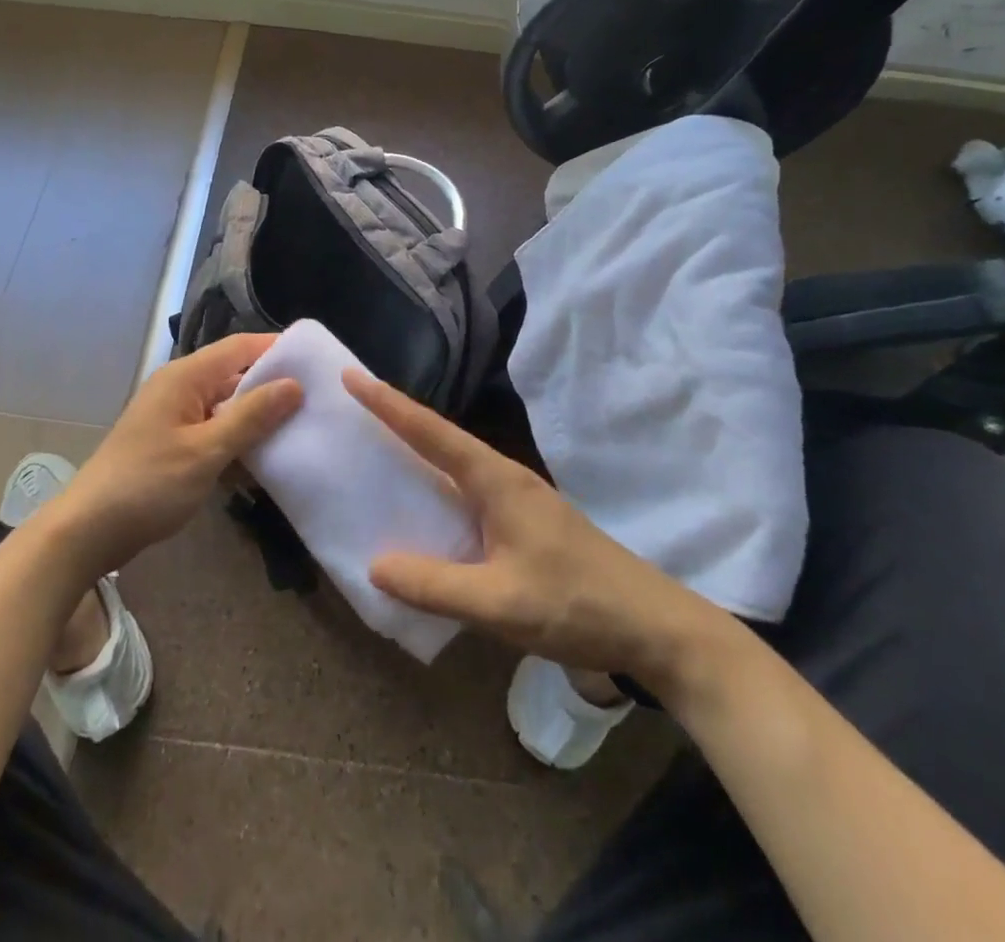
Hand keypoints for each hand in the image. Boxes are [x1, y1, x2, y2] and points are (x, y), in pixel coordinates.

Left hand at [37, 334, 301, 580]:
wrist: (88, 531)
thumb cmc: (148, 485)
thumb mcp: (206, 451)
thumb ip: (251, 416)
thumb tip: (294, 384)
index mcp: (185, 377)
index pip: (240, 347)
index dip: (277, 348)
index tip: (317, 361)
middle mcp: (180, 387)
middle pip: (235, 374)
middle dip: (273, 385)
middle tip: (318, 399)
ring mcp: (175, 416)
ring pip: (227, 405)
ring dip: (258, 416)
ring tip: (303, 426)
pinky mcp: (173, 443)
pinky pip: (215, 429)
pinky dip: (238, 439)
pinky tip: (266, 458)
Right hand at [347, 370, 727, 695]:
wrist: (652, 627)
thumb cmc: (577, 604)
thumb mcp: (501, 603)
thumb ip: (436, 586)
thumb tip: (375, 565)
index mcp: (496, 480)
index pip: (431, 432)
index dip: (388, 404)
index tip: (352, 377)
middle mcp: (503, 479)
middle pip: (440, 438)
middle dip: (396, 417)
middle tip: (353, 404)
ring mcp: (515, 500)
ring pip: (453, 465)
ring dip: (415, 452)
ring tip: (373, 448)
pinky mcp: (522, 523)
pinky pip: (465, 493)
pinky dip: (434, 488)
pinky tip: (420, 510)